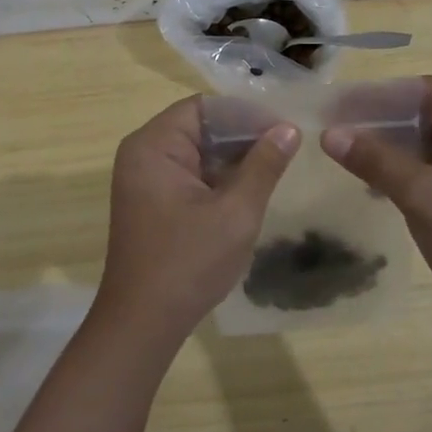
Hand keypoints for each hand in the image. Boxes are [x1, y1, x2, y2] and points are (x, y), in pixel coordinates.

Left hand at [98, 97, 298, 345]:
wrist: (143, 324)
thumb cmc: (188, 263)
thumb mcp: (235, 212)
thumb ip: (264, 165)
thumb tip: (289, 129)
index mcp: (154, 146)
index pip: (205, 108)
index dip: (246, 113)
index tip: (283, 128)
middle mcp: (143, 154)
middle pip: (200, 127)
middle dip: (243, 136)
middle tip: (286, 148)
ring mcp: (145, 179)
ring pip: (197, 151)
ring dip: (233, 158)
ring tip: (275, 167)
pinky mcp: (152, 201)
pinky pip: (190, 174)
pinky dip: (218, 178)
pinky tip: (249, 190)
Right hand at [321, 76, 431, 330]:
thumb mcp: (424, 195)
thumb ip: (376, 160)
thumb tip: (329, 133)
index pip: (428, 92)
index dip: (383, 95)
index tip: (340, 103)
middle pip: (422, 116)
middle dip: (378, 121)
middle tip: (332, 125)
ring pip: (418, 144)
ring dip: (383, 147)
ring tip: (338, 149)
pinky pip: (421, 170)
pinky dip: (393, 170)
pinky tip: (362, 178)